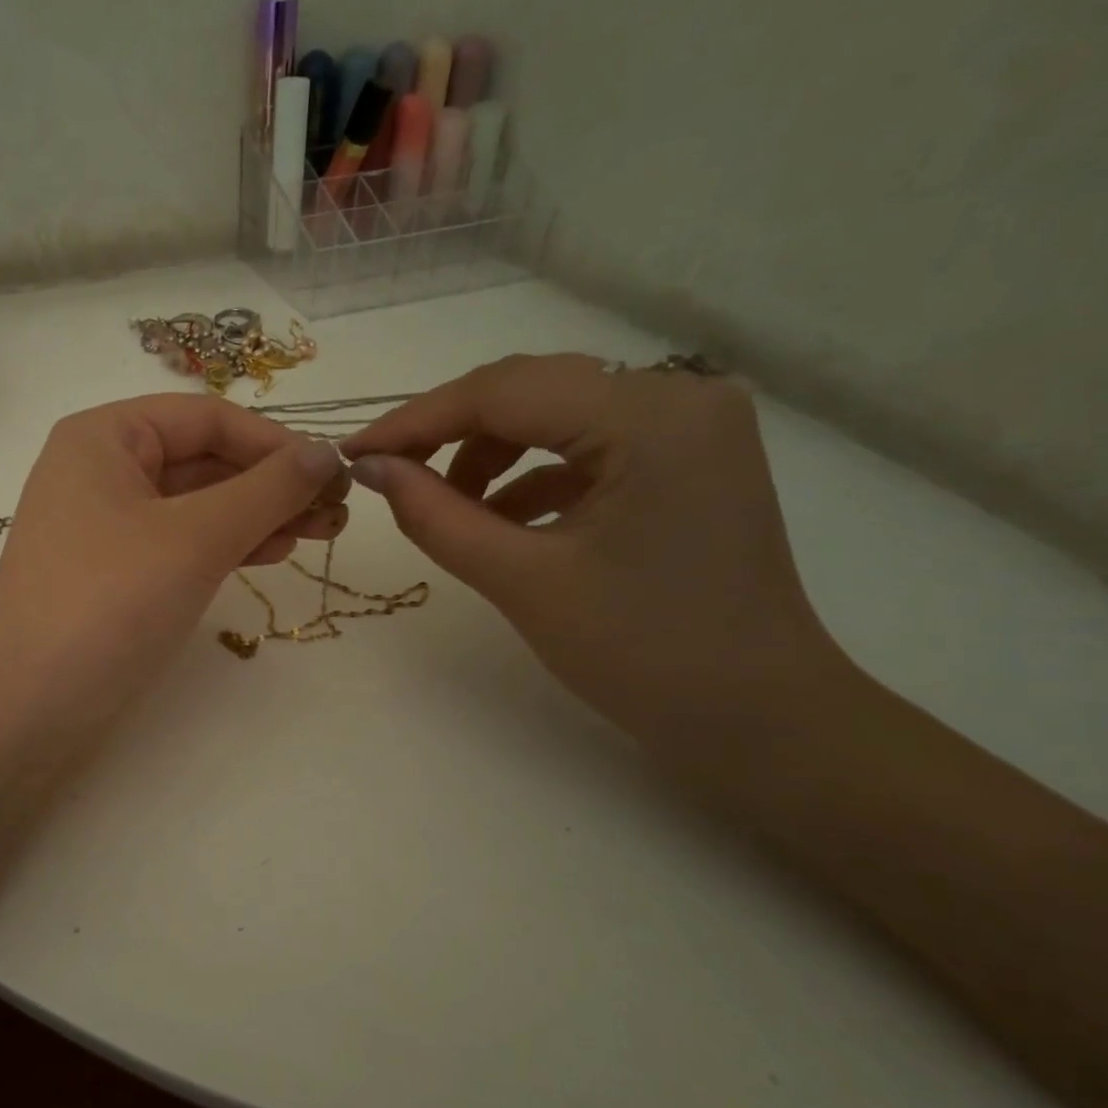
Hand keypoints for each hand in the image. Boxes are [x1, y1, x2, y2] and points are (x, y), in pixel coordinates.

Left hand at [0, 393, 348, 725]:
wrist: (26, 710)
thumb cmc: (108, 605)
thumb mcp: (195, 539)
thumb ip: (267, 490)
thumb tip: (326, 452)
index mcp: (104, 437)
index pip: (207, 419)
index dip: (275, 443)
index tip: (334, 476)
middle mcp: (99, 470)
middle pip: (203, 460)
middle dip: (271, 484)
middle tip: (335, 514)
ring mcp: (103, 525)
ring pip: (195, 505)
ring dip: (257, 515)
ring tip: (317, 535)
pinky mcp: (111, 573)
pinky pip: (179, 542)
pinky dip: (226, 545)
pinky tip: (269, 552)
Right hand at [340, 354, 846, 753]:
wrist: (754, 718)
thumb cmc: (641, 654)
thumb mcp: (520, 580)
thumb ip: (435, 515)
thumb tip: (370, 467)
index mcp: (650, 417)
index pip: (503, 391)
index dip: (415, 420)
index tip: (353, 452)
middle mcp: (679, 396)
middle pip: (530, 390)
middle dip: (449, 432)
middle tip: (387, 473)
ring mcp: (689, 423)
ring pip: (553, 412)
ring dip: (488, 452)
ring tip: (447, 507)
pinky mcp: (686, 455)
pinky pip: (584, 443)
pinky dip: (531, 473)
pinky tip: (500, 518)